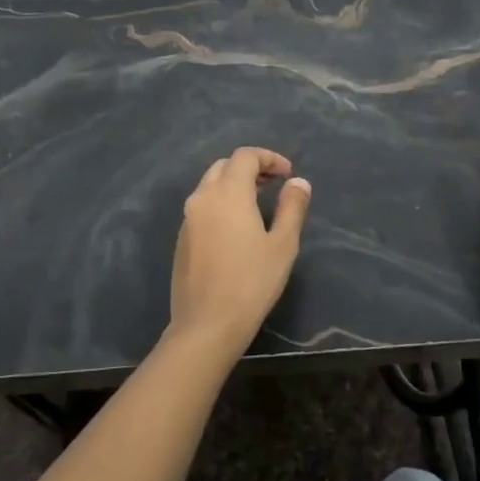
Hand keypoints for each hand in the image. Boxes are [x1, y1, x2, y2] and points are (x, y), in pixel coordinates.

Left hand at [168, 147, 312, 350]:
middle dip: (250, 168)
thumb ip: (292, 207)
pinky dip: (221, 203)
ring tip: (259, 203)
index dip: (269, 157)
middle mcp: (202, 198)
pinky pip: (202, 207)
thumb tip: (298, 182)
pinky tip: (237, 228)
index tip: (288, 174)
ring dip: (234, 185)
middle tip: (274, 184)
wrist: (207, 324)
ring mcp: (187, 219)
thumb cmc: (252, 282)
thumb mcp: (283, 245)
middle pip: (224, 166)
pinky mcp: (181, 239)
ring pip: (210, 186)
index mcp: (228, 193)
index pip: (245, 156)